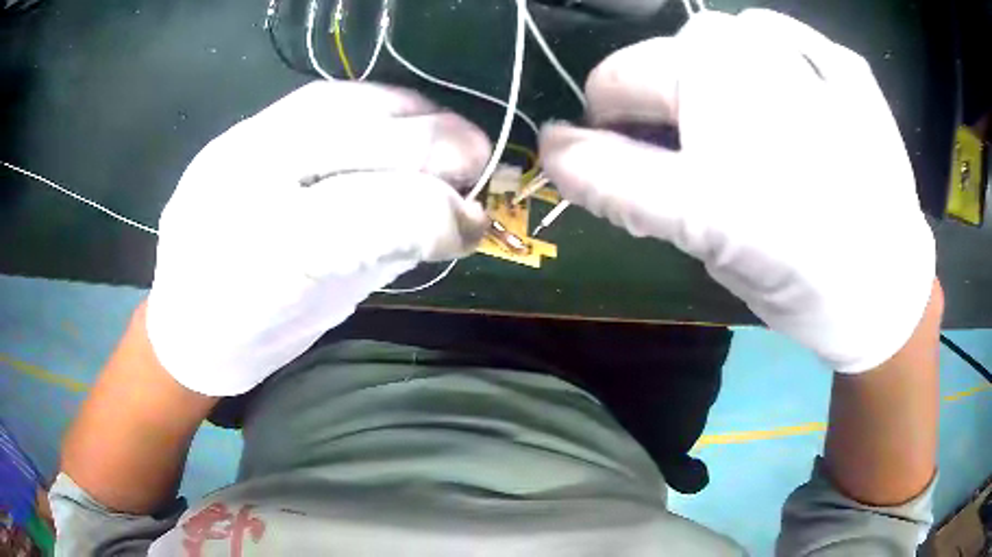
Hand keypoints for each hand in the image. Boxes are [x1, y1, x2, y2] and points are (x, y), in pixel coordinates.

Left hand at [147, 82, 490, 395]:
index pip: (369, 214)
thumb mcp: (325, 311)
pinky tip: (402, 119)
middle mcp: (244, 187)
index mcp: (263, 258)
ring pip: (341, 103)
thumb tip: (454, 213)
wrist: (184, 318)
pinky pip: (321, 97)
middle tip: (480, 164)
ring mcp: (236, 145)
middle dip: (437, 146)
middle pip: (359, 138)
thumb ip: (385, 252)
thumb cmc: (254, 335)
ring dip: (413, 114)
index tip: (475, 225)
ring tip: (450, 134)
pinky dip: (376, 104)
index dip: (438, 213)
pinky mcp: (239, 129)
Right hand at [539, 10, 935, 373]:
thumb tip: (554, 146)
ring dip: (720, 75)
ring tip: (751, 131)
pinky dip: (781, 57)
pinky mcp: (851, 66)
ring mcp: (807, 49)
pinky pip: (794, 38)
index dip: (608, 121)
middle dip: (667, 101)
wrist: (888, 293)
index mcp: (707, 94)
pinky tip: (797, 97)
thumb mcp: (698, 234)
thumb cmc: (799, 278)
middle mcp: (751, 49)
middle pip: (671, 54)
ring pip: (726, 36)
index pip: (617, 80)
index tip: (624, 159)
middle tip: (699, 160)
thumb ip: (618, 182)